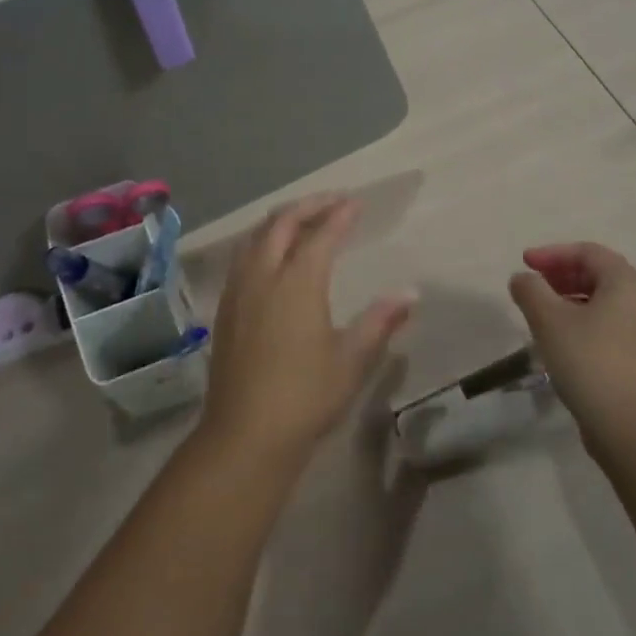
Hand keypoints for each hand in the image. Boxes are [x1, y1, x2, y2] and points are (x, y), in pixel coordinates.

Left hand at [198, 194, 417, 472]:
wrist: (245, 434)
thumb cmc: (305, 396)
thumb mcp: (351, 361)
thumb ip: (379, 321)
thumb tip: (410, 294)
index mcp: (298, 283)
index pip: (321, 235)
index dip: (339, 215)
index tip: (356, 203)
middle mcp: (264, 276)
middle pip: (282, 224)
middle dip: (308, 206)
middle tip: (332, 202)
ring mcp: (239, 291)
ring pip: (256, 237)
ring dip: (281, 220)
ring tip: (302, 219)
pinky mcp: (225, 308)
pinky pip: (242, 257)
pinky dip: (262, 241)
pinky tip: (270, 255)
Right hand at [508, 243, 635, 453]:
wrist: (635, 429)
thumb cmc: (590, 361)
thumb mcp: (549, 320)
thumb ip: (531, 290)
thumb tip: (523, 279)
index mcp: (627, 283)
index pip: (588, 252)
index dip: (552, 253)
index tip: (524, 263)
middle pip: (601, 276)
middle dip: (563, 276)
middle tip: (534, 288)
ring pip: (607, 305)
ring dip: (572, 303)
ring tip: (543, 318)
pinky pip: (613, 330)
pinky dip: (586, 325)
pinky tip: (564, 346)